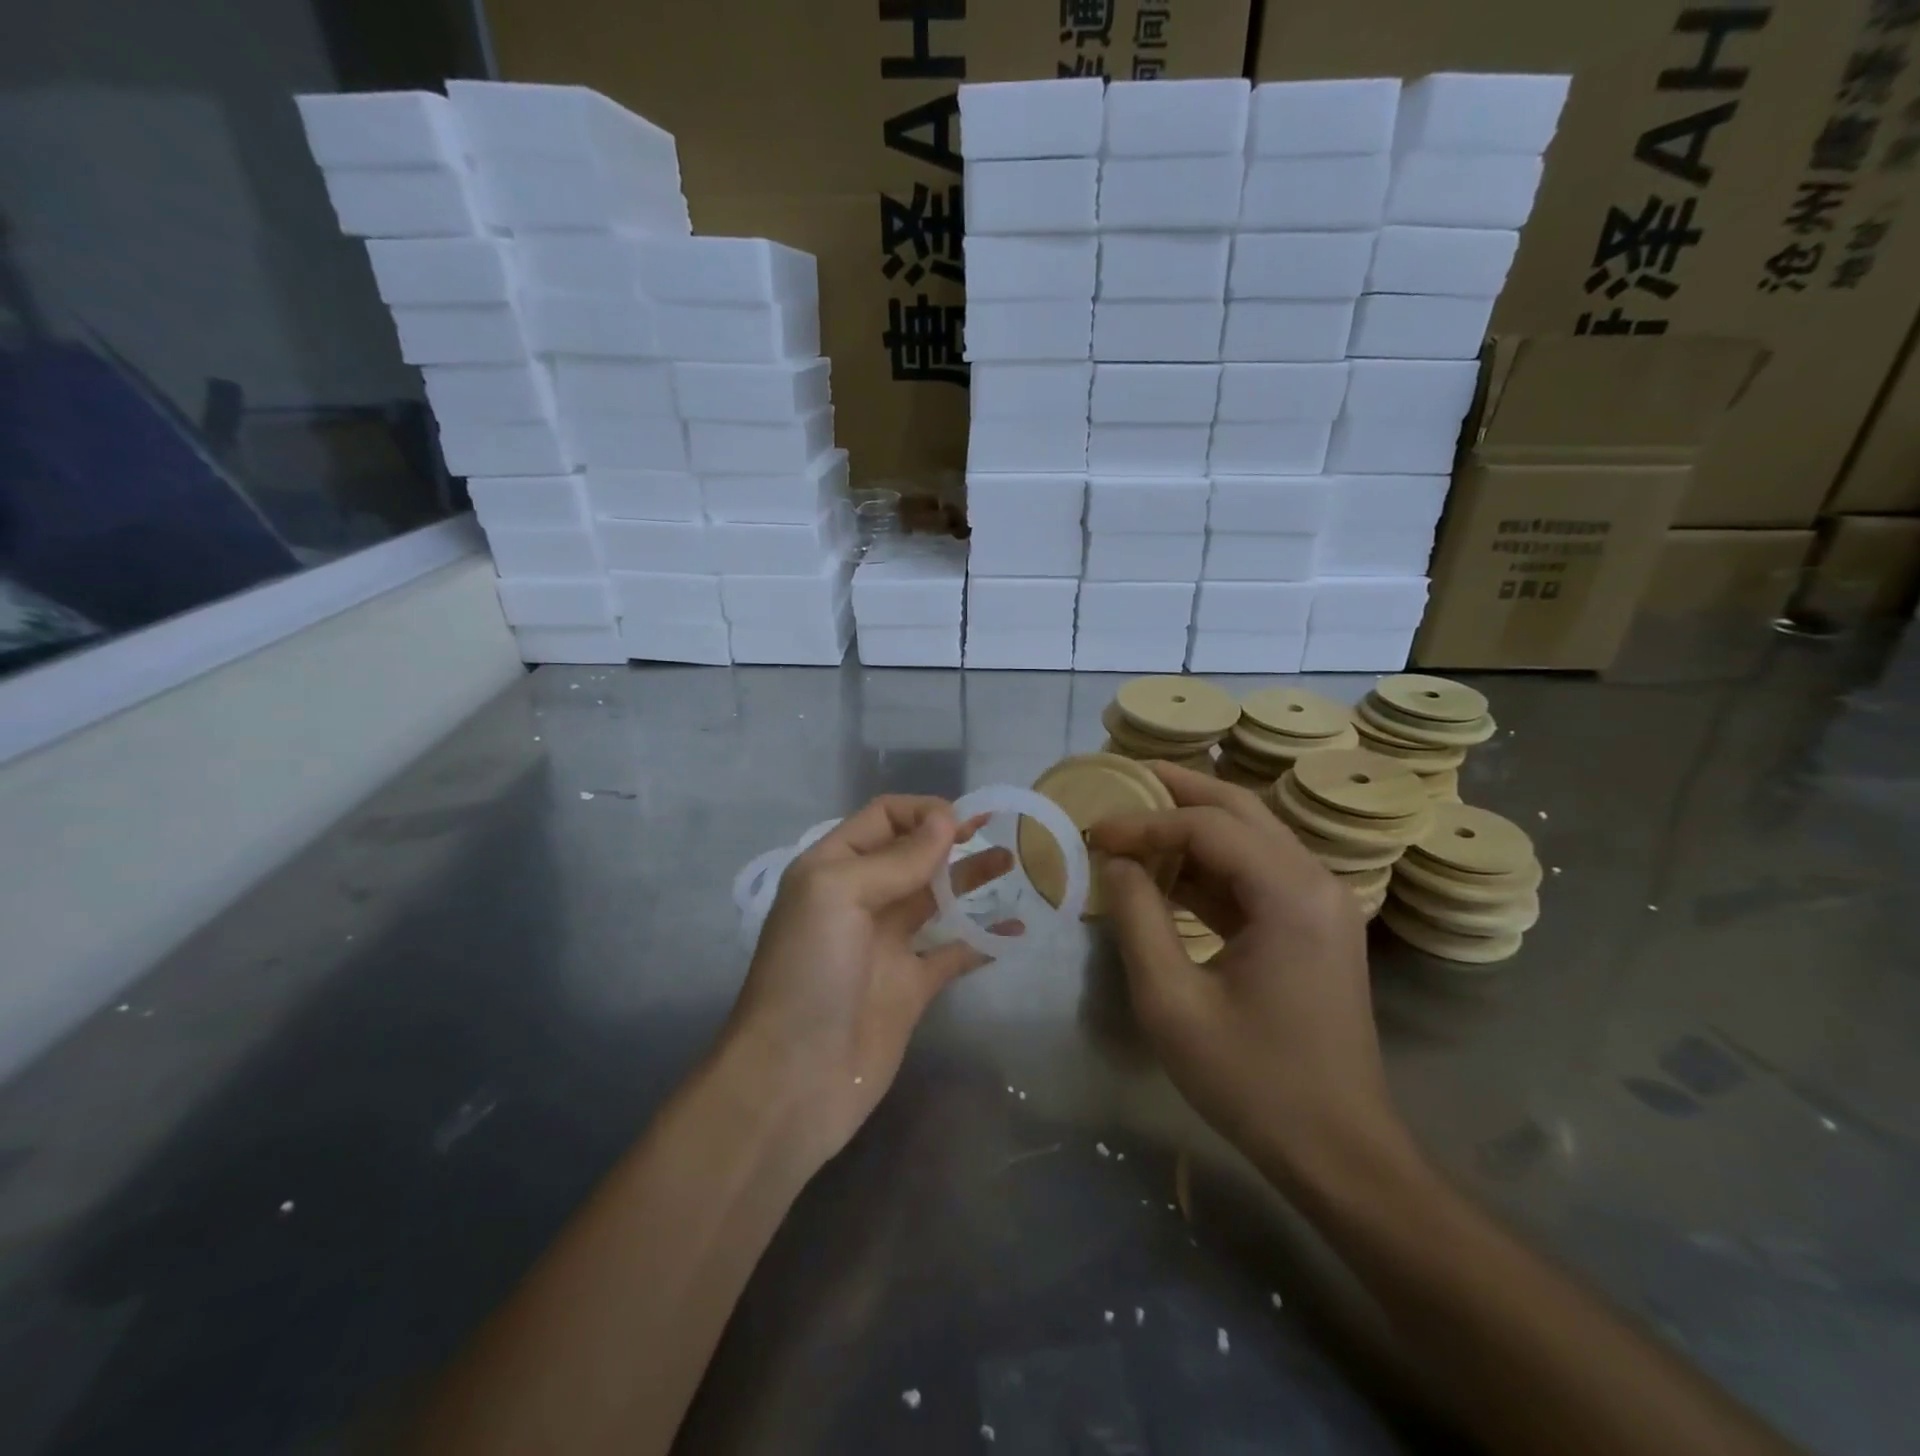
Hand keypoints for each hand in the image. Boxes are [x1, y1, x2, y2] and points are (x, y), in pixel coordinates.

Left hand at [721, 796, 1013, 1166]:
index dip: (923, 811)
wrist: (793, 1079)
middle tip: (1000, 830)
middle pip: (913, 854)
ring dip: (972, 877)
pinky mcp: (912, 986)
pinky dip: (984, 938)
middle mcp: (861, 898)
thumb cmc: (809, 972)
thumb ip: (896, 859)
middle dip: (953, 838)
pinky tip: (1016, 928)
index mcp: (833, 868)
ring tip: (1014, 861)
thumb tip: (947, 820)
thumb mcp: (839, 895)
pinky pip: (954, 952)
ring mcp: (888, 944)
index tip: (965, 821)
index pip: (883, 818)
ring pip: (937, 897)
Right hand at [1089, 764, 1411, 1184]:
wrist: (1339, 1151)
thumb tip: (1116, 862)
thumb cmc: (1252, 1081)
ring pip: (1250, 834)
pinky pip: (1256, 872)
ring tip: (1136, 815)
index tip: (1094, 832)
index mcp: (1290, 895)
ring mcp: (1322, 902)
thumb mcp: (1172, 1002)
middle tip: (1122, 778)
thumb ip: (1137, 919)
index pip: (1207, 827)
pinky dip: (1210, 862)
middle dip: (1177, 790)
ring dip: (1193, 822)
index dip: (1144, 823)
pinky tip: (1166, 869)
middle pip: (1239, 809)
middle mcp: (1316, 881)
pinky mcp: (1314, 925)